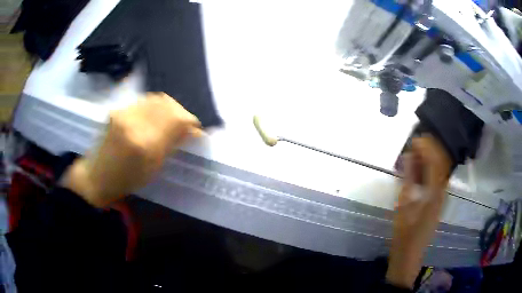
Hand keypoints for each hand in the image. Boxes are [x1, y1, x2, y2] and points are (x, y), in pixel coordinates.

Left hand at [61, 92, 201, 206]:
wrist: (97, 175)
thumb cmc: (126, 180)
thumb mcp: (153, 168)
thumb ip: (171, 144)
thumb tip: (190, 130)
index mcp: (145, 144)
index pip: (177, 119)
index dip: (191, 122)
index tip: (196, 130)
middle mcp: (134, 122)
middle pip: (168, 103)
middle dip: (181, 112)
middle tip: (184, 124)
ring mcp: (124, 112)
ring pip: (156, 98)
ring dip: (169, 107)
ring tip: (170, 120)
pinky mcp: (118, 109)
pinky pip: (144, 101)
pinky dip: (155, 107)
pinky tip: (154, 118)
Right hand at [386, 135, 451, 288]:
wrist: (410, 252)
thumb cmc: (404, 231)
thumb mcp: (403, 204)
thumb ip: (409, 178)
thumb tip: (410, 156)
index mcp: (434, 191)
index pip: (435, 160)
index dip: (426, 146)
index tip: (414, 139)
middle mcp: (442, 190)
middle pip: (440, 162)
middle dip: (430, 148)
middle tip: (416, 143)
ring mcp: (441, 196)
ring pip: (440, 169)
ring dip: (431, 157)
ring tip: (417, 153)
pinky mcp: (438, 201)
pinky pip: (437, 178)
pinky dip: (430, 169)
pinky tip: (421, 169)